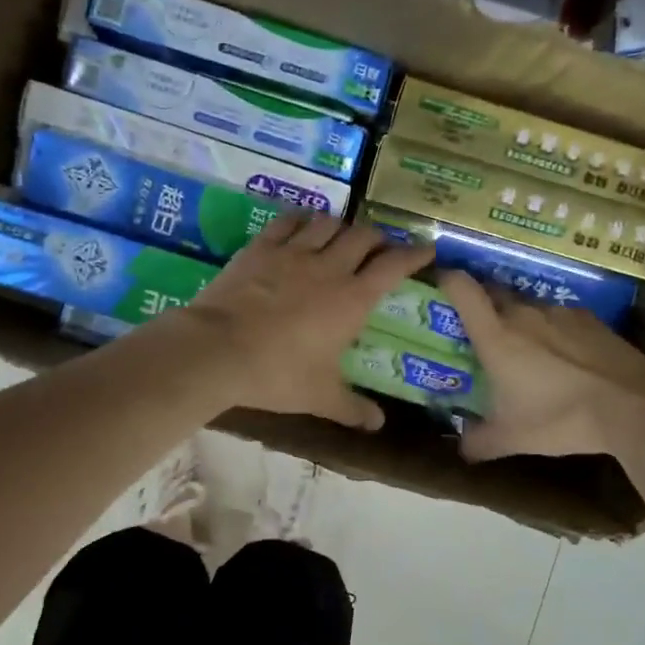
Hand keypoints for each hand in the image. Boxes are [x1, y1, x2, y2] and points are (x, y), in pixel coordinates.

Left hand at [180, 214, 434, 429]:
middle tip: (380, 248)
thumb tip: (378, 425)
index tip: (427, 250)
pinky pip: (287, 222)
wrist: (218, 351)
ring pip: (328, 223)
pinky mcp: (260, 248)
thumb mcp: (319, 397)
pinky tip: (302, 225)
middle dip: (378, 238)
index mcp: (352, 299)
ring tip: (342, 236)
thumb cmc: (277, 374)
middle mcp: (328, 268)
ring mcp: (292, 253)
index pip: (393, 266)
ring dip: (341, 227)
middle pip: (363, 236)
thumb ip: (352, 408)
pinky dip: (301, 220)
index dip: (414, 254)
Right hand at [439, 271, 644, 459]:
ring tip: (526, 349)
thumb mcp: (512, 438)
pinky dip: (553, 330)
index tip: (439, 286)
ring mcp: (560, 312)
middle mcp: (524, 314)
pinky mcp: (591, 319)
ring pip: (528, 306)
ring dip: (520, 320)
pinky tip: (564, 357)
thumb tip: (460, 449)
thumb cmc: (560, 419)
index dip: (446, 280)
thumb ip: (478, 442)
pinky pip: (560, 317)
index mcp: (496, 335)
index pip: (462, 288)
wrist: (633, 407)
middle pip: (493, 292)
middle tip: (477, 330)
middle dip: (481, 304)